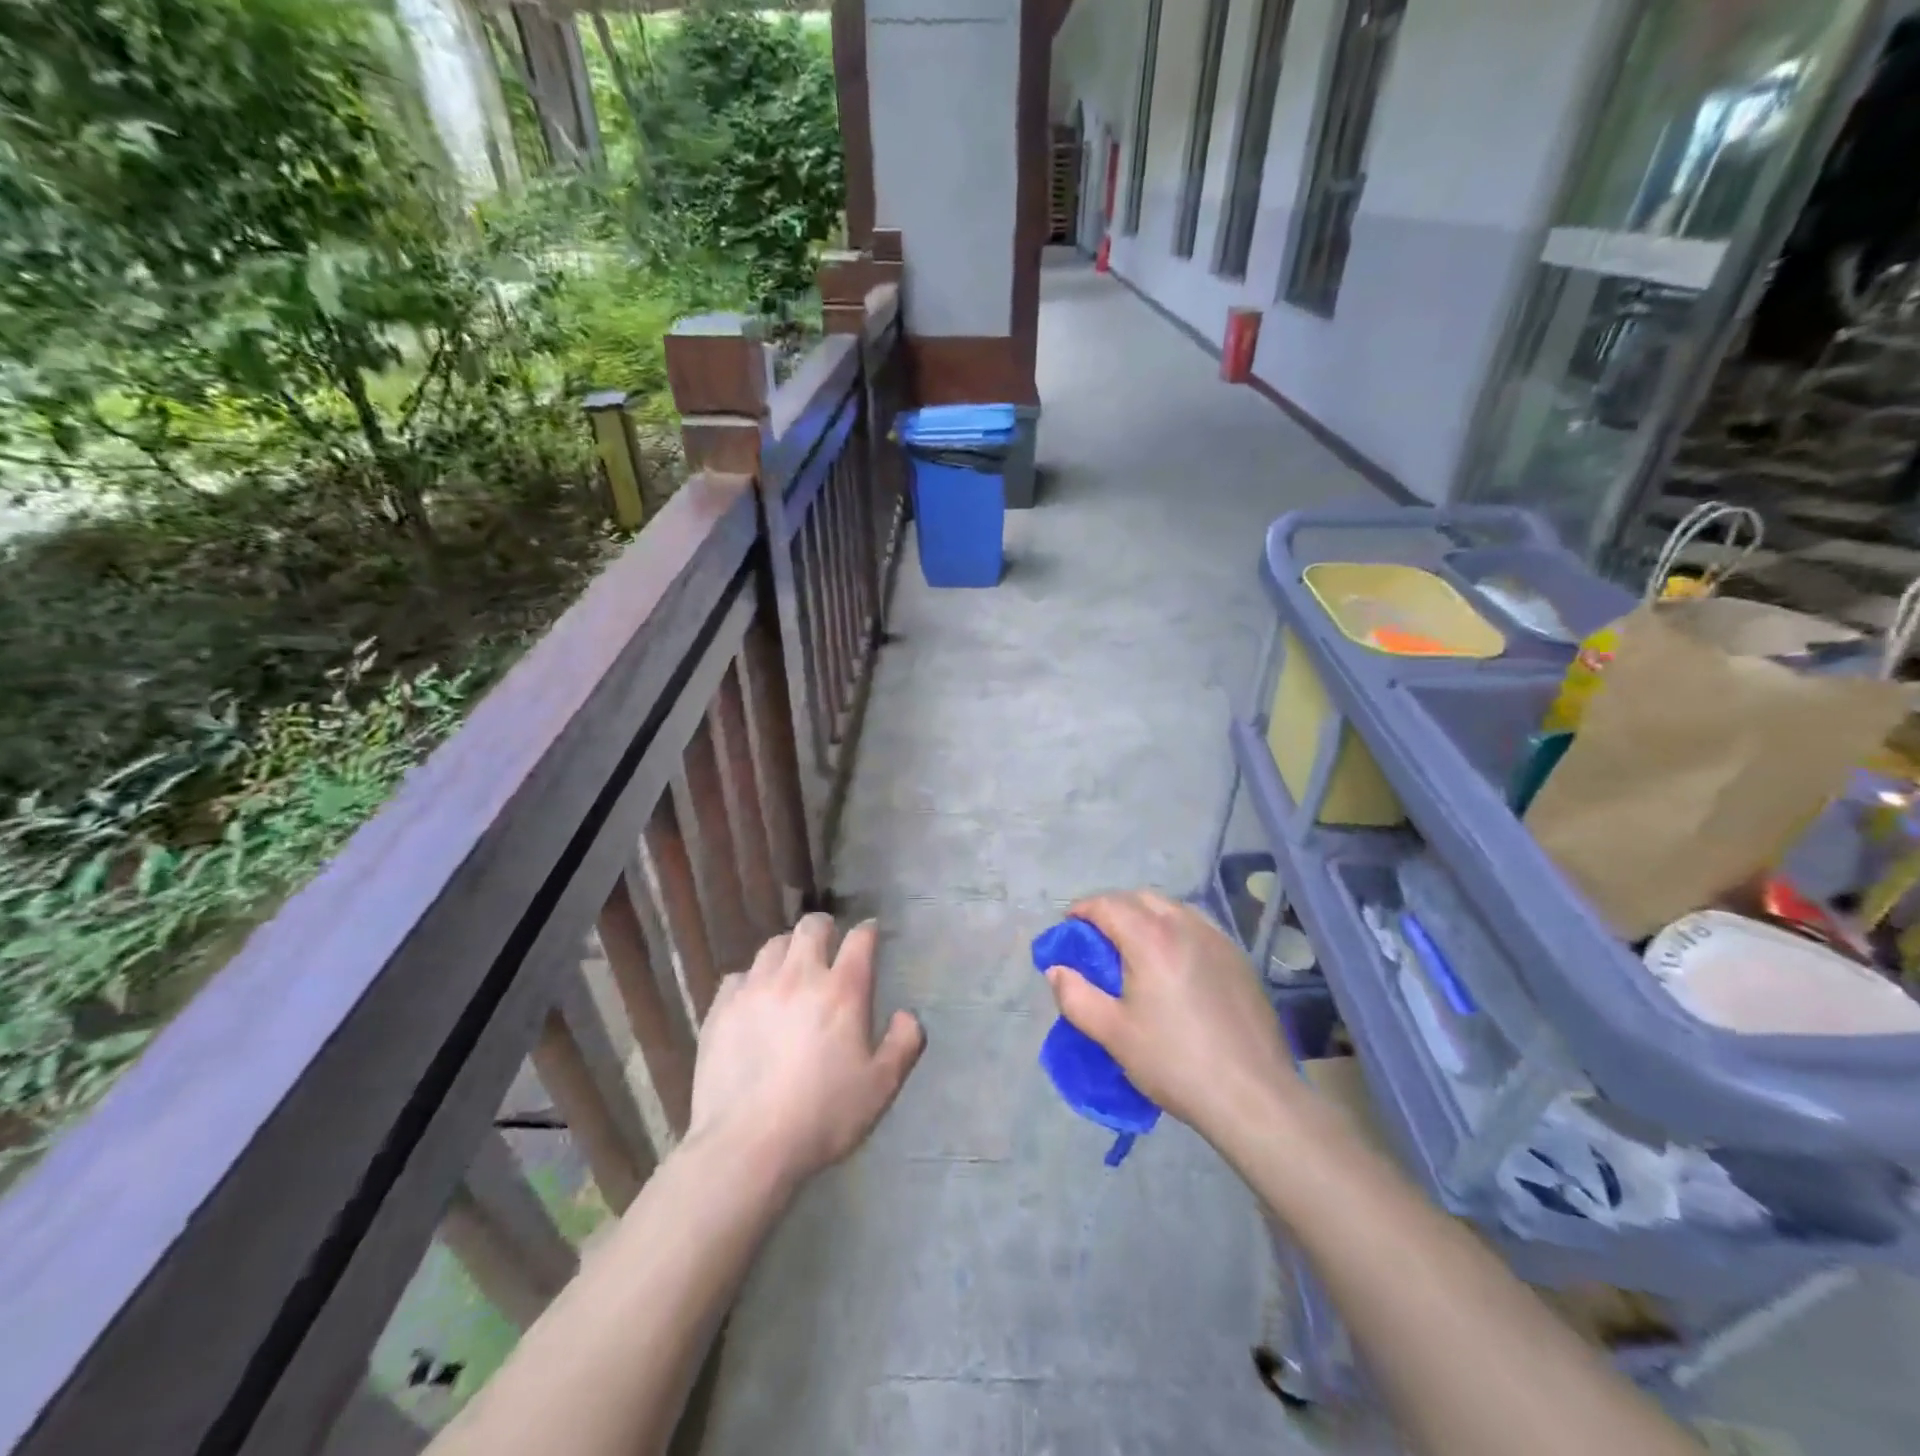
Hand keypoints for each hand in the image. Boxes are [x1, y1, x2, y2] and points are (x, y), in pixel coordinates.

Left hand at [686, 913, 923, 1188]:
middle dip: (825, 928)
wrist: (747, 1146)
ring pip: (773, 945)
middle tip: (829, 946)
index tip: (870, 936)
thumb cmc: (823, 1116)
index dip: (868, 932)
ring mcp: (756, 988)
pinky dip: (752, 980)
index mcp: (843, 990)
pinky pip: (739, 976)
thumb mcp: (881, 1087)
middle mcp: (799, 976)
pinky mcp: (722, 1008)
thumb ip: (904, 1044)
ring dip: (788, 950)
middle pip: (812, 926)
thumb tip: (907, 1015)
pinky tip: (754, 1001)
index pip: (860, 939)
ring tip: (791, 971)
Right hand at [1044, 890, 1300, 1144]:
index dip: (1082, 911)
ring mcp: (1218, 940)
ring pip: (1172, 909)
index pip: (1108, 905)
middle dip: (1113, 910)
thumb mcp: (1113, 1034)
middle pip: (1140, 899)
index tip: (1068, 930)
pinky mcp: (1239, 959)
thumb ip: (1076, 997)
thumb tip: (1057, 969)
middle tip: (1097, 940)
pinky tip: (1173, 966)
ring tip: (1133, 950)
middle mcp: (1186, 926)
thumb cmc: (1175, 1063)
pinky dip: (1174, 932)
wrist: (1254, 1096)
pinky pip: (1197, 928)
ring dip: (1145, 917)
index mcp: (1151, 938)